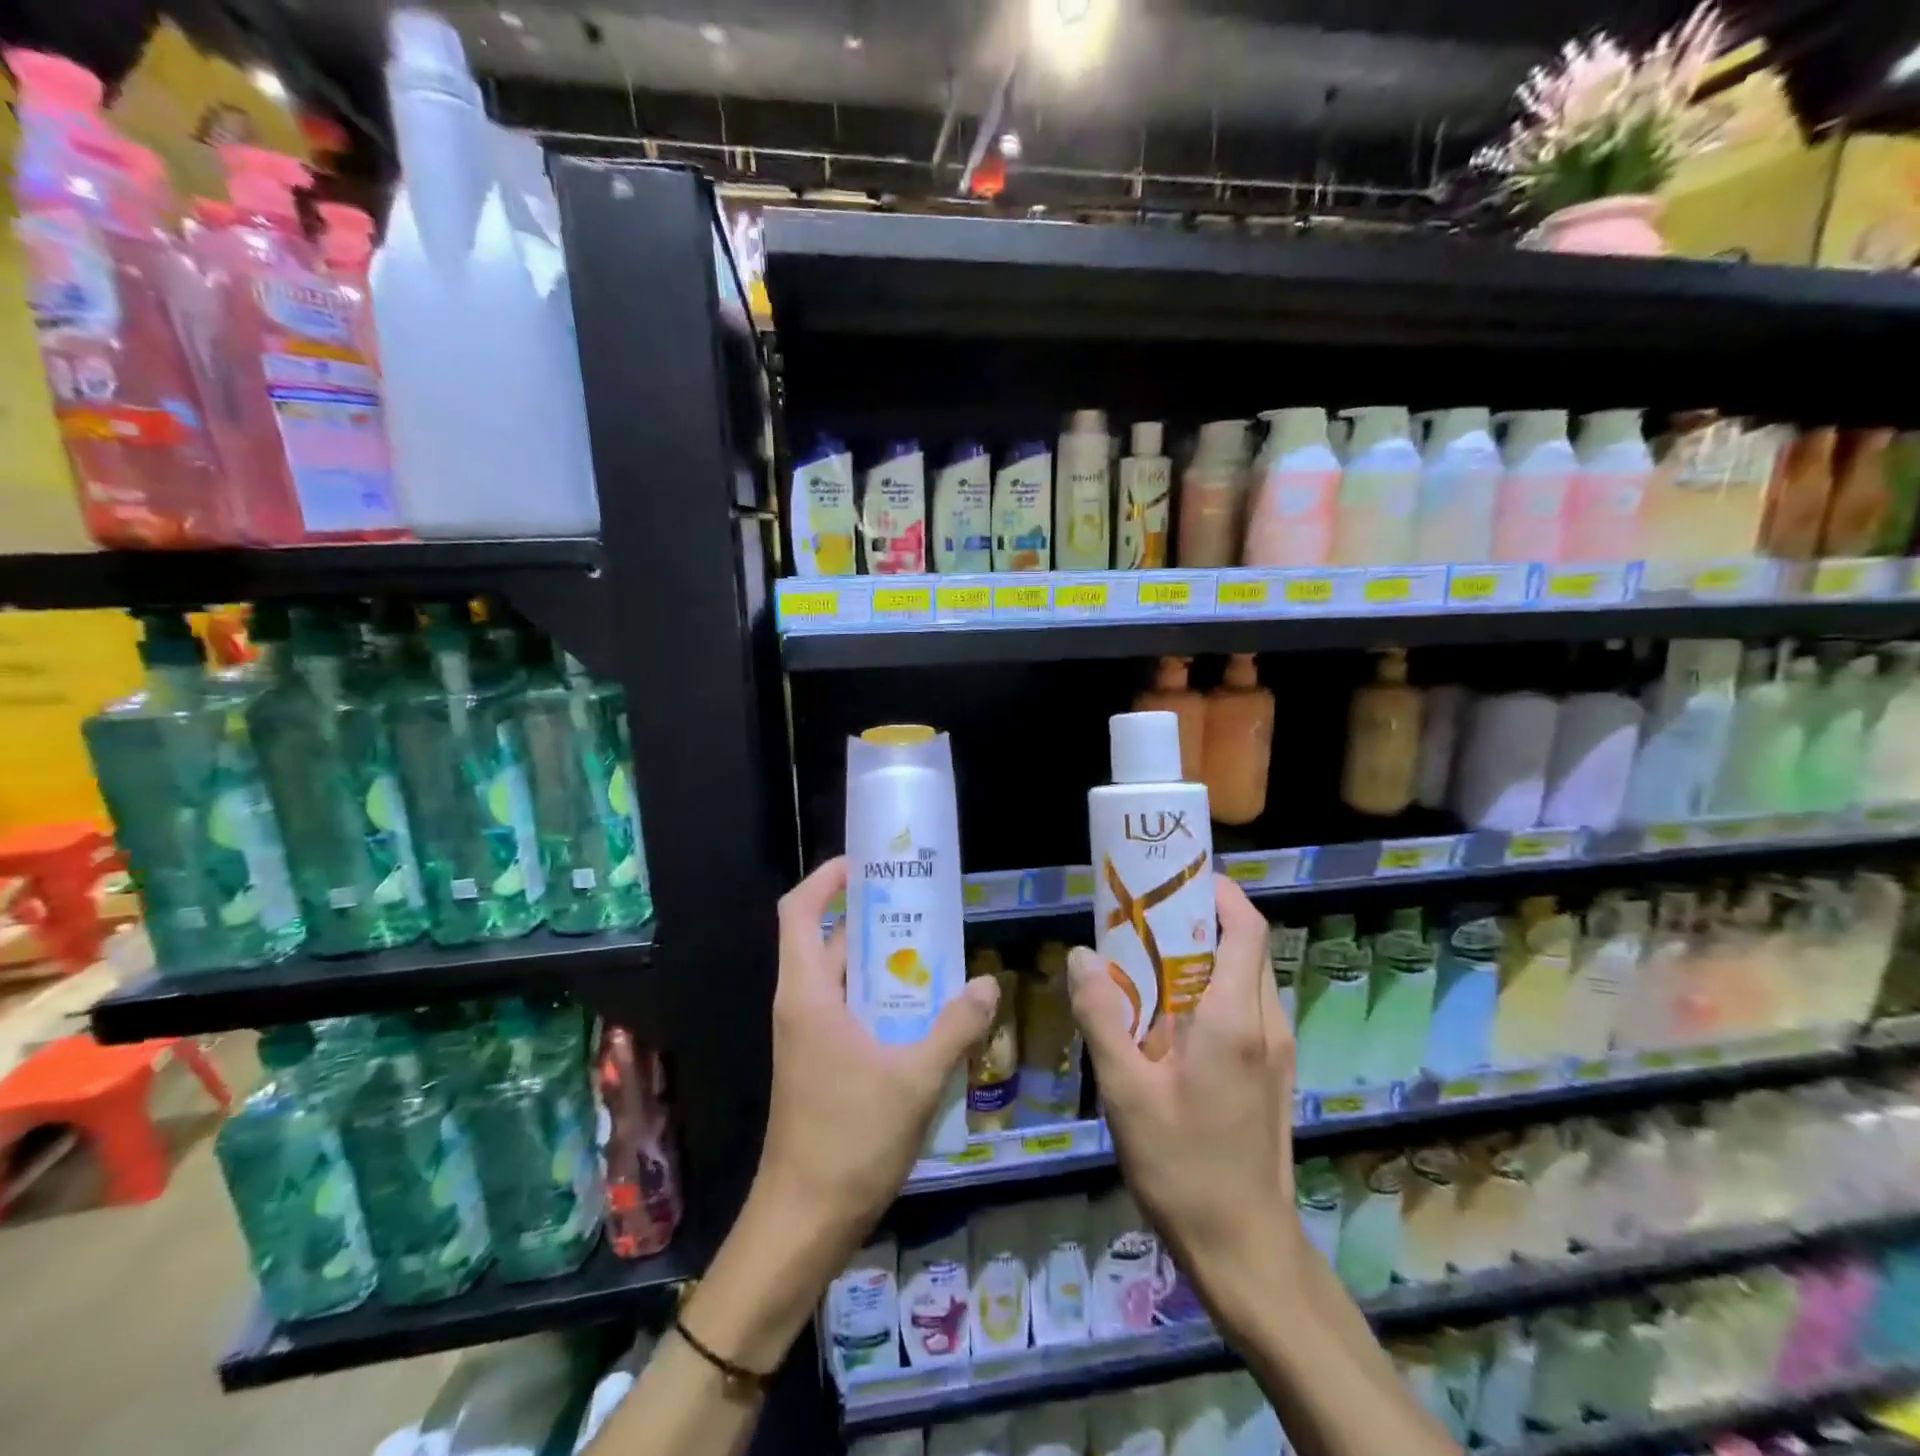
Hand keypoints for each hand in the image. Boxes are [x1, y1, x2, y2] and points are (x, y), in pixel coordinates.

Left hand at [754, 856, 999, 1259]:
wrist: (802, 1223)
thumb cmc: (849, 1141)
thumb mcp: (914, 1080)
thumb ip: (954, 1027)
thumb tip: (987, 984)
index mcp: (807, 994)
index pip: (799, 912)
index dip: (826, 879)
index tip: (866, 863)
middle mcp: (802, 1005)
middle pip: (828, 940)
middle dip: (873, 918)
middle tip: (925, 907)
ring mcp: (808, 1036)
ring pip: (843, 979)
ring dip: (884, 963)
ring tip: (937, 953)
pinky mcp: (820, 1062)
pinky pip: (850, 1011)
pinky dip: (882, 999)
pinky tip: (926, 1012)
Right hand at [1068, 877, 1297, 1319]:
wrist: (1245, 1248)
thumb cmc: (1182, 1165)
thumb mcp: (1125, 1091)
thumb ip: (1102, 1016)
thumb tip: (1081, 955)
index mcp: (1234, 1018)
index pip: (1245, 928)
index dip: (1218, 892)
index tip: (1174, 878)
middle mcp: (1266, 1023)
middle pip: (1246, 946)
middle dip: (1202, 919)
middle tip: (1148, 915)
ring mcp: (1277, 1050)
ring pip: (1248, 976)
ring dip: (1206, 954)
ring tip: (1151, 959)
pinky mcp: (1274, 1072)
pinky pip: (1247, 1006)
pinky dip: (1214, 988)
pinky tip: (1170, 1016)